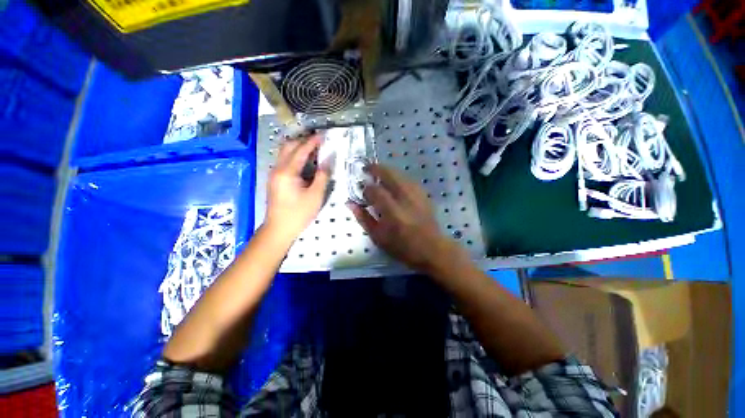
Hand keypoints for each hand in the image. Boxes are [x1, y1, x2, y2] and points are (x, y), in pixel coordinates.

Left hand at [265, 134, 330, 241]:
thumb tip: (328, 160)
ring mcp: (274, 174)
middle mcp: (277, 168)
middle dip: (303, 140)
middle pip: (288, 146)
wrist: (278, 229)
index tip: (323, 135)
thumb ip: (322, 175)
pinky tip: (304, 162)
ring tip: (313, 149)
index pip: (301, 150)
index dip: (312, 142)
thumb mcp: (315, 195)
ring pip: (284, 153)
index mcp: (287, 172)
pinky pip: (284, 161)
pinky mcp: (274, 179)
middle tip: (318, 141)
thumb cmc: (299, 214)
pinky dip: (294, 156)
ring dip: (297, 147)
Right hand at [348, 164, 459, 273]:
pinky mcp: (424, 194)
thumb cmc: (402, 247)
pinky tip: (394, 181)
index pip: (375, 190)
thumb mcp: (378, 237)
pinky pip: (408, 179)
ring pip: (400, 174)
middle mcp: (405, 198)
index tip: (361, 190)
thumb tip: (350, 203)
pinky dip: (398, 176)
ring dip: (387, 170)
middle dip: (376, 168)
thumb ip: (363, 218)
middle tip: (366, 168)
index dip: (365, 188)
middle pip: (389, 174)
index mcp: (392, 211)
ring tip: (378, 173)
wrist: (432, 249)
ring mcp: (417, 194)